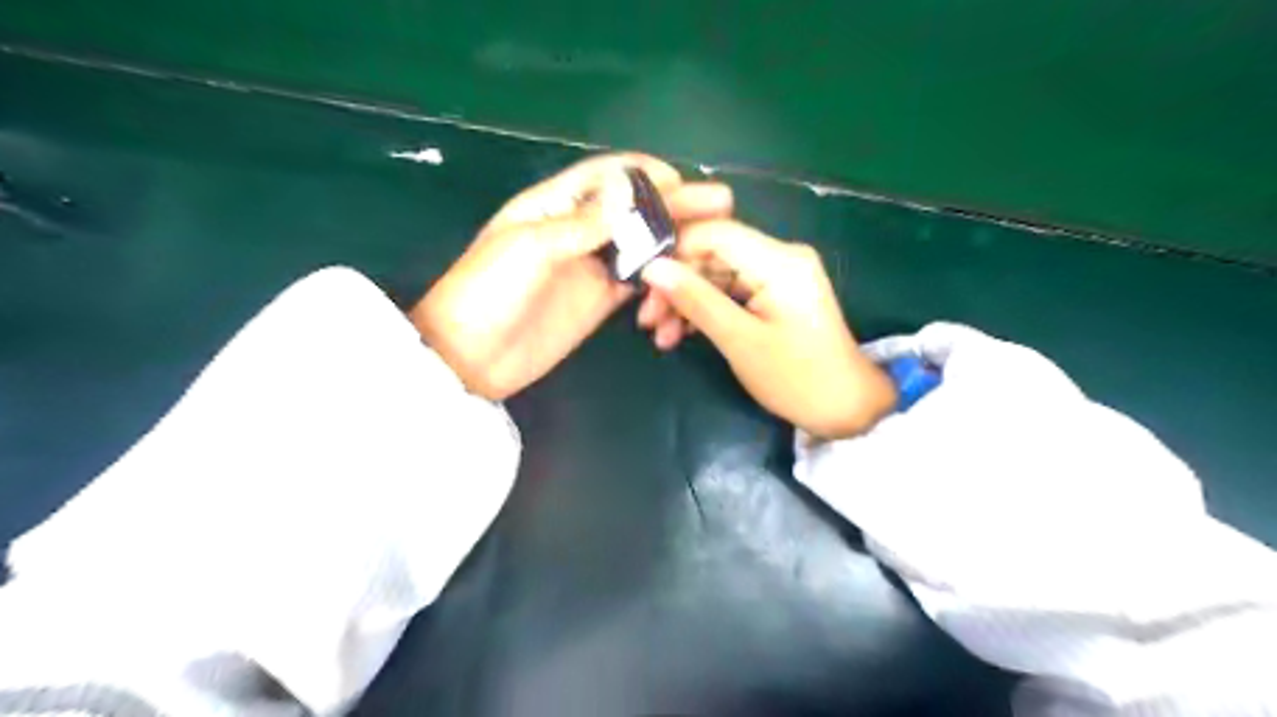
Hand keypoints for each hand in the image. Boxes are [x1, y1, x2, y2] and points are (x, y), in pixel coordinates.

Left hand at [408, 152, 726, 401]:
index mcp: (553, 204)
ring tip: (715, 236)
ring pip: (641, 243)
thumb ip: (581, 224)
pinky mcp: (600, 299)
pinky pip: (638, 279)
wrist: (471, 357)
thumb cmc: (488, 291)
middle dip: (675, 203)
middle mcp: (578, 230)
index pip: (606, 176)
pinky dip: (662, 273)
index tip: (681, 179)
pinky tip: (687, 272)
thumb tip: (630, 193)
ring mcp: (591, 266)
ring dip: (676, 237)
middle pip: (633, 209)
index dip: (644, 173)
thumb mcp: (529, 247)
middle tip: (721, 203)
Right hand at [640, 221, 895, 438]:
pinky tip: (680, 334)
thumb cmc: (796, 378)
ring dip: (685, 301)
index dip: (673, 250)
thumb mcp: (740, 340)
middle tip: (645, 319)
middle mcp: (779, 256)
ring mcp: (777, 275)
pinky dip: (705, 310)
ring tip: (658, 336)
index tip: (640, 280)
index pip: (714, 232)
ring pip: (716, 274)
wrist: (844, 408)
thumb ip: (696, 300)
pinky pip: (729, 291)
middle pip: (712, 254)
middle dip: (676, 284)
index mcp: (778, 260)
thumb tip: (651, 268)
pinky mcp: (774, 294)